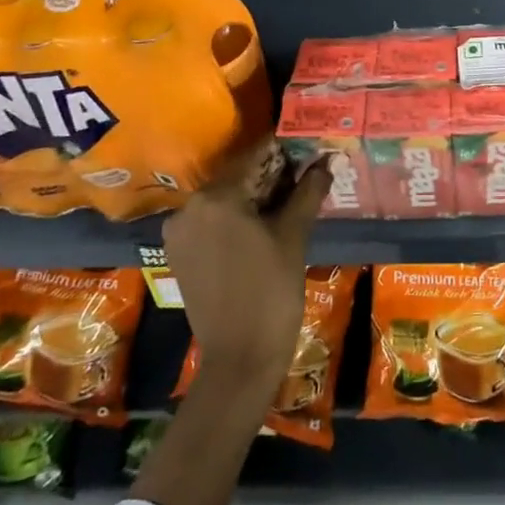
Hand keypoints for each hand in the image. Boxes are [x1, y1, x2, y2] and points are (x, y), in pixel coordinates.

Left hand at [163, 140, 332, 397]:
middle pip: (237, 177)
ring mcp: (179, 232)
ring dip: (254, 196)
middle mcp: (189, 207)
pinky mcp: (179, 254)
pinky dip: (236, 217)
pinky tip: (264, 225)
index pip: (254, 157)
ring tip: (290, 199)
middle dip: (271, 174)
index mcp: (215, 197)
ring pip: (224, 200)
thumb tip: (325, 160)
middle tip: (306, 173)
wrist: (240, 358)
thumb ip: (308, 192)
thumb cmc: (272, 292)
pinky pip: (212, 222)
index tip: (308, 145)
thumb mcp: (294, 236)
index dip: (284, 149)